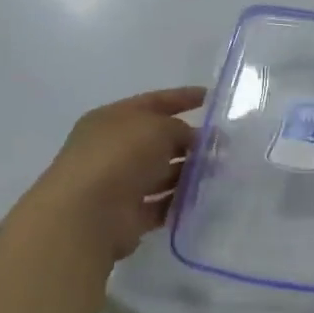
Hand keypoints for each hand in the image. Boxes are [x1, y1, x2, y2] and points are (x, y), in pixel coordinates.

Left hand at [16, 88, 205, 261]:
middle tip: (226, 146)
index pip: (155, 102)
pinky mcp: (129, 214)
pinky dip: (182, 201)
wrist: (87, 214)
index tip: (212, 98)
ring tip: (221, 173)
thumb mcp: (157, 128)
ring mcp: (121, 183)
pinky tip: (206, 198)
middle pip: (160, 140)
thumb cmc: (119, 157)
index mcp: (114, 119)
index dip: (183, 98)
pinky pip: (163, 204)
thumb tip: (193, 140)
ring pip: (164, 173)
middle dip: (192, 141)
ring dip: (190, 173)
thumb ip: (180, 129)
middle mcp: (114, 149)